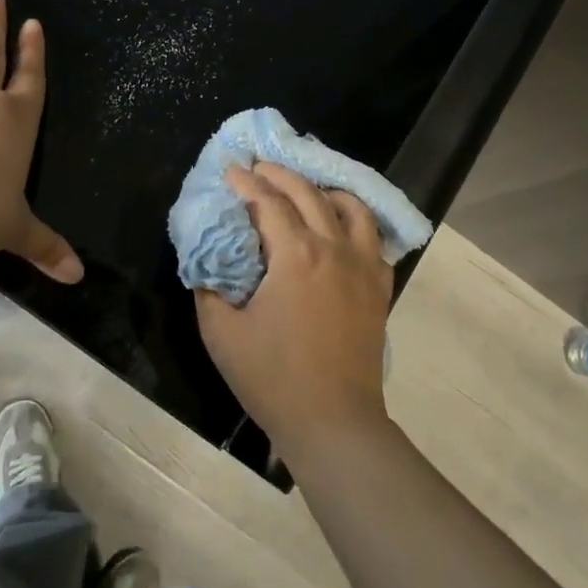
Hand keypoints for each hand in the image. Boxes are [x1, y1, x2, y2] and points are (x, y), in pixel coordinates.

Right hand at [194, 161, 393, 461]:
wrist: (333, 421)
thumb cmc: (272, 378)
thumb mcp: (221, 333)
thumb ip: (209, 286)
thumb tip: (208, 258)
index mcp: (295, 255)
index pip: (268, 202)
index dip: (246, 182)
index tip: (229, 169)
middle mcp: (334, 248)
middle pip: (308, 193)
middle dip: (280, 174)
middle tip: (259, 167)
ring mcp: (363, 265)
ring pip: (350, 207)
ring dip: (322, 189)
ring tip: (303, 189)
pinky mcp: (379, 286)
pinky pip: (372, 237)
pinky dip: (354, 219)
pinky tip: (340, 225)